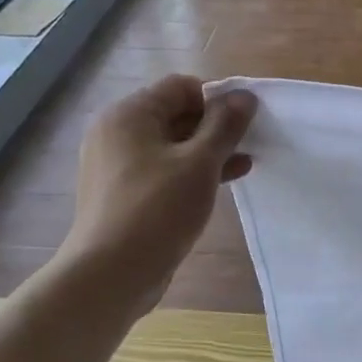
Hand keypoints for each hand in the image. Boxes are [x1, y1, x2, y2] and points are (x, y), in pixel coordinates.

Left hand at [55, 76, 256, 309]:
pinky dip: (191, 172)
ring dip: (208, 151)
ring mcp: (117, 165)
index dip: (217, 99)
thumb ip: (225, 125)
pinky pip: (163, 170)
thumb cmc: (157, 209)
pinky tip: (222, 183)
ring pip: (172, 145)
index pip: (180, 87)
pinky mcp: (124, 193)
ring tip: (244, 164)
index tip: (246, 122)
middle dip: (215, 126)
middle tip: (250, 143)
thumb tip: (245, 95)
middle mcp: (117, 132)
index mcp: (129, 114)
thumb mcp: (200, 163)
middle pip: (175, 114)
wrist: (111, 273)